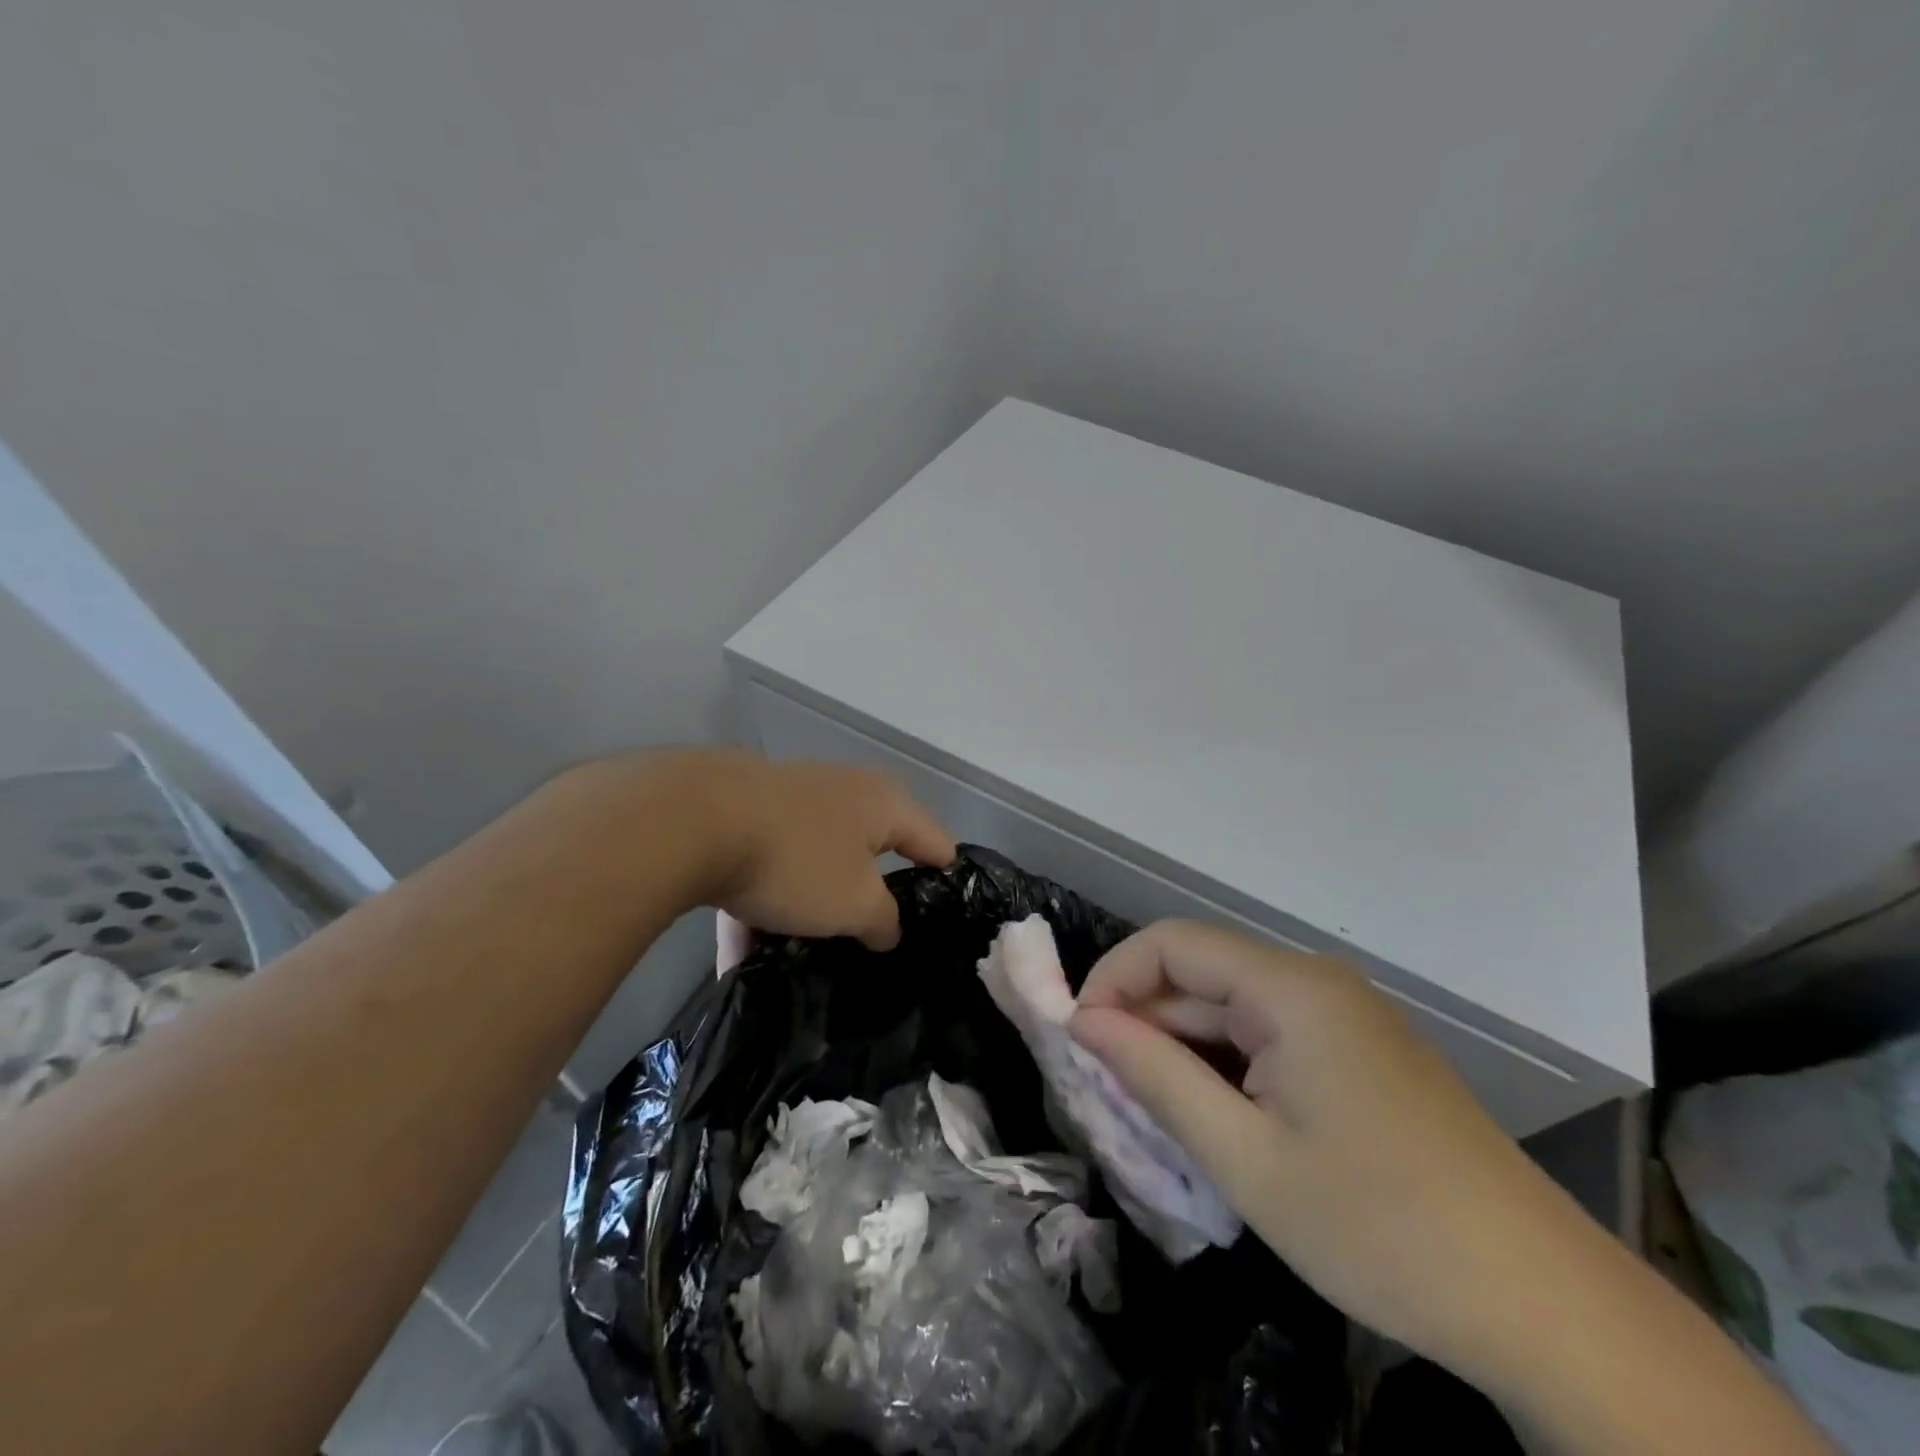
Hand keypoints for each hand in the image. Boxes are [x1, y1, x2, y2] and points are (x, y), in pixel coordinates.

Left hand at [673, 749, 954, 950]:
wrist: (691, 820)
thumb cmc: (798, 860)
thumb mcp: (856, 903)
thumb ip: (884, 921)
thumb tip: (887, 929)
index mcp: (884, 804)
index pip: (936, 843)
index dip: (945, 880)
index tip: (943, 920)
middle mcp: (843, 792)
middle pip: (871, 852)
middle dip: (871, 896)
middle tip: (874, 941)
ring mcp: (790, 800)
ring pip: (812, 864)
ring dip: (808, 908)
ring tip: (803, 957)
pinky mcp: (742, 816)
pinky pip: (763, 869)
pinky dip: (758, 909)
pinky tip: (741, 957)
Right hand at [1069, 919, 1577, 1374]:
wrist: (1543, 1305)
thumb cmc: (1378, 1226)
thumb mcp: (1244, 1157)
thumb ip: (1155, 1075)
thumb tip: (1084, 1022)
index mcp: (1290, 988)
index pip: (1171, 943)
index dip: (1114, 978)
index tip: (1079, 1038)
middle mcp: (1316, 983)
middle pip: (1202, 975)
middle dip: (1145, 1020)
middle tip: (1105, 1087)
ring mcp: (1345, 1017)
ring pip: (1233, 1009)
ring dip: (1184, 1049)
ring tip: (1152, 1110)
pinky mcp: (1361, 1053)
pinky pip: (1270, 1037)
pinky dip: (1227, 1066)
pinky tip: (1217, 1118)